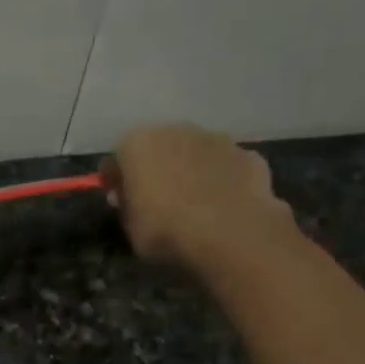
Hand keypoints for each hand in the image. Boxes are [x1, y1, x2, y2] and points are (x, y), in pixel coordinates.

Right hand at [105, 124, 294, 275]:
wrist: (230, 233)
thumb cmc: (167, 231)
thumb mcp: (131, 229)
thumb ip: (127, 207)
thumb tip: (126, 197)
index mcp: (138, 145)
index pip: (118, 158)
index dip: (117, 180)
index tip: (118, 200)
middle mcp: (176, 130)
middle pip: (159, 148)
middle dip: (156, 169)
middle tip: (156, 201)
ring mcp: (216, 139)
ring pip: (195, 153)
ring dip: (191, 171)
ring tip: (193, 205)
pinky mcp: (247, 154)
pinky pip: (226, 167)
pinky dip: (222, 181)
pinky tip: (223, 206)